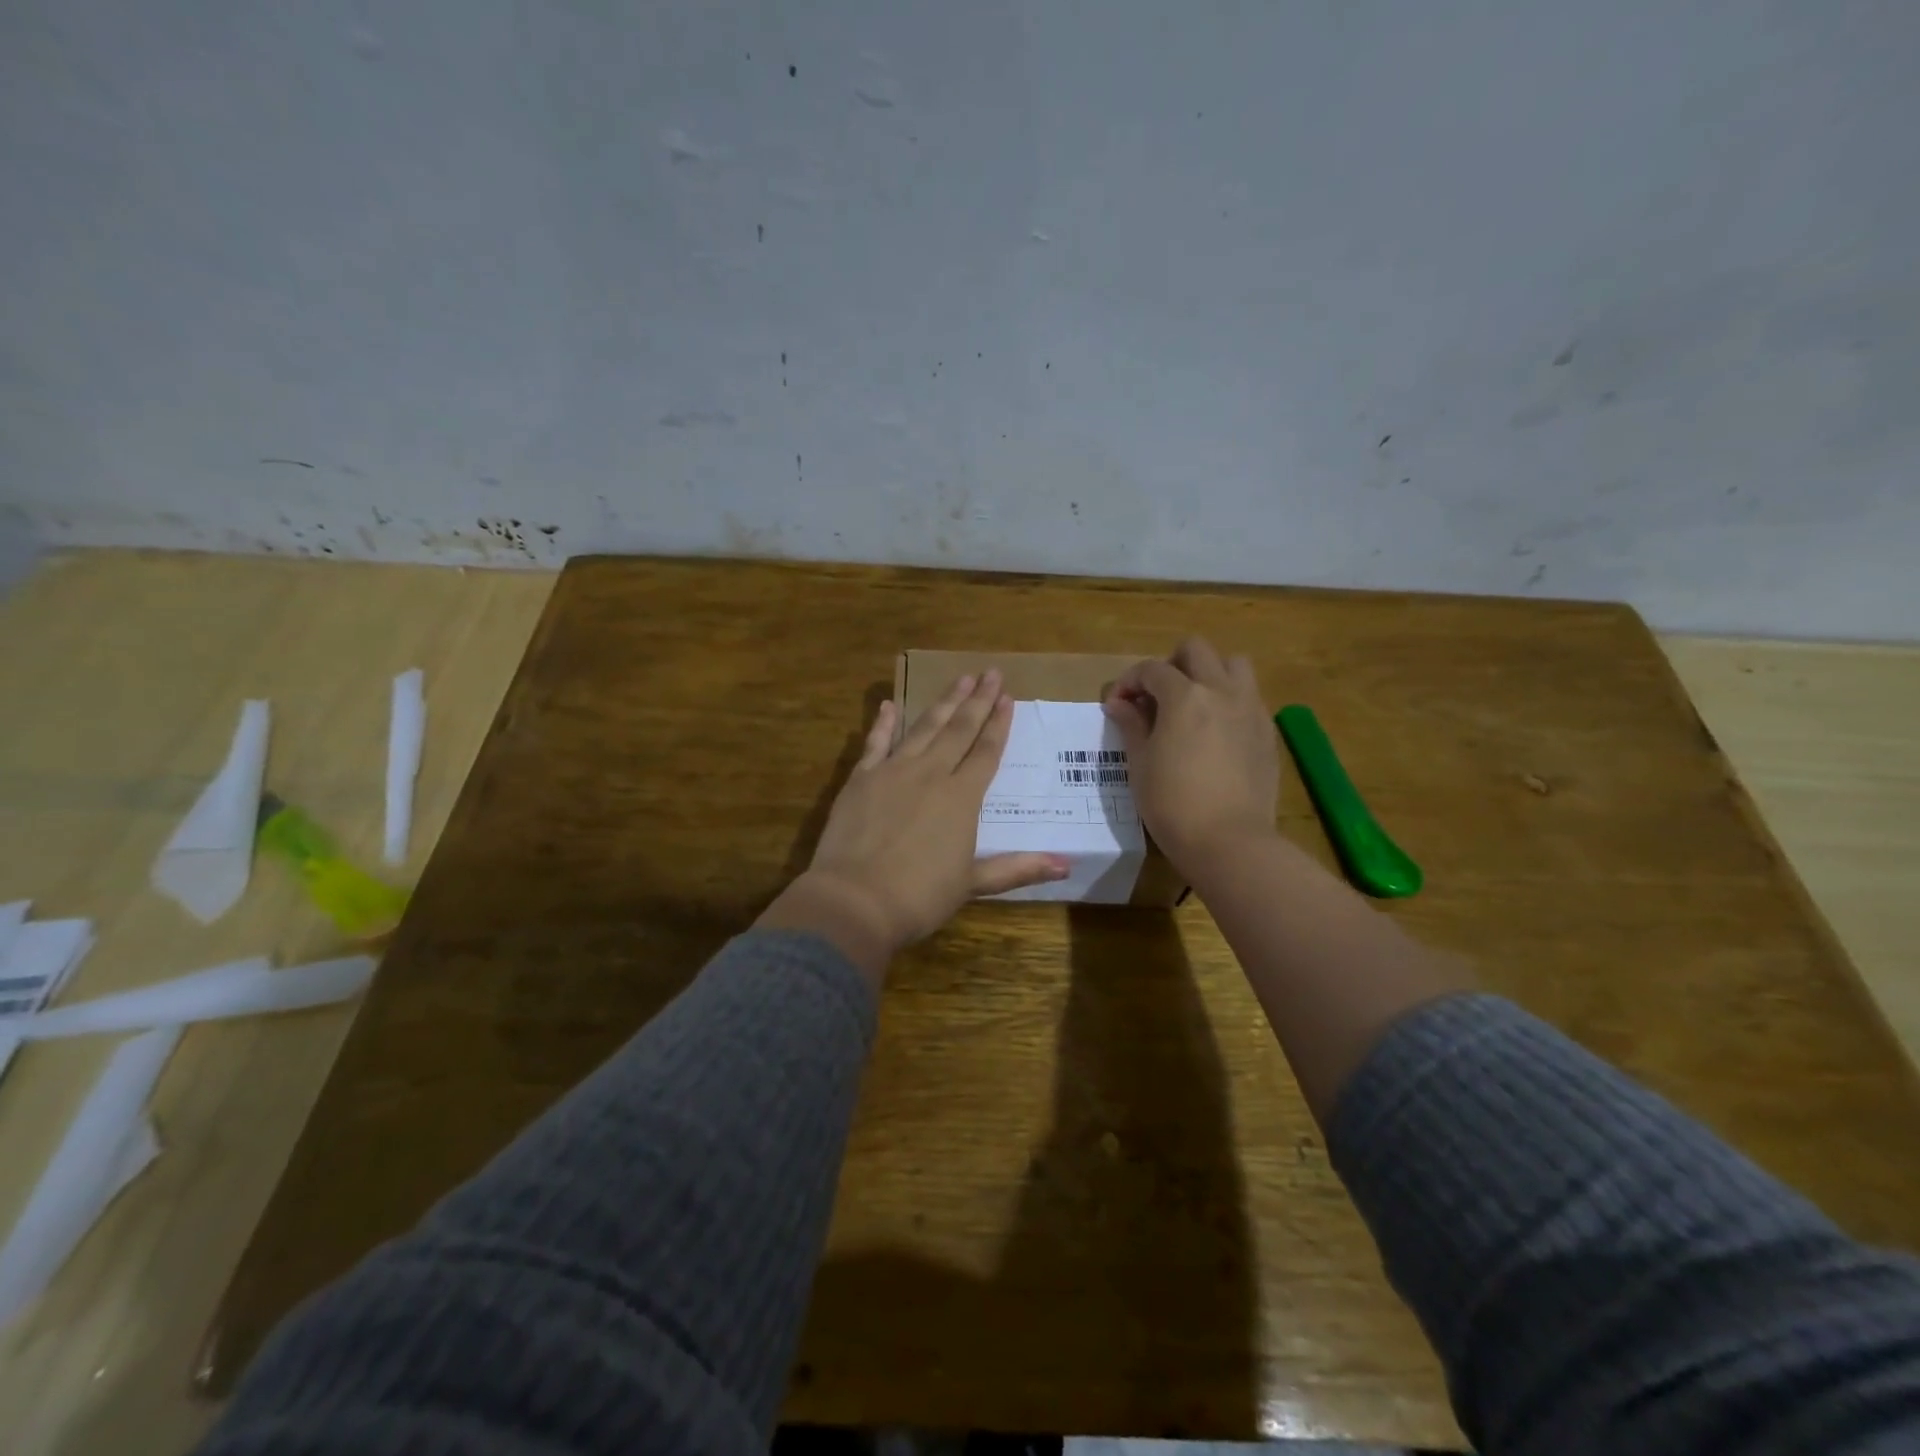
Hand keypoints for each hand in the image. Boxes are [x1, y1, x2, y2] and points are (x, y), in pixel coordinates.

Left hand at [760, 670, 1068, 978]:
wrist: (855, 900)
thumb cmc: (919, 896)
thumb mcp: (973, 884)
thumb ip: (1018, 868)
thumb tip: (1067, 866)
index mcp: (962, 797)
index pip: (986, 752)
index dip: (998, 724)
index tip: (1007, 697)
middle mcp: (931, 774)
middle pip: (959, 730)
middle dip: (977, 700)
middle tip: (990, 672)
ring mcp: (893, 771)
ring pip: (924, 728)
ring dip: (943, 702)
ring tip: (959, 679)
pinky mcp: (861, 778)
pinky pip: (876, 742)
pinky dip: (883, 723)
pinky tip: (889, 704)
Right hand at [1102, 637, 1279, 873]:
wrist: (1230, 842)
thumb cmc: (1172, 804)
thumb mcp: (1140, 764)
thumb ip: (1131, 725)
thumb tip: (1119, 703)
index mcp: (1185, 697)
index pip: (1151, 669)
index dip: (1128, 682)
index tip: (1118, 705)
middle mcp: (1221, 691)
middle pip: (1196, 650)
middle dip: (1171, 664)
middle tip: (1157, 697)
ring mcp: (1250, 709)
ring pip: (1234, 664)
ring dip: (1209, 673)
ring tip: (1193, 704)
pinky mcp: (1267, 732)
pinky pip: (1249, 697)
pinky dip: (1229, 700)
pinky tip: (1215, 733)